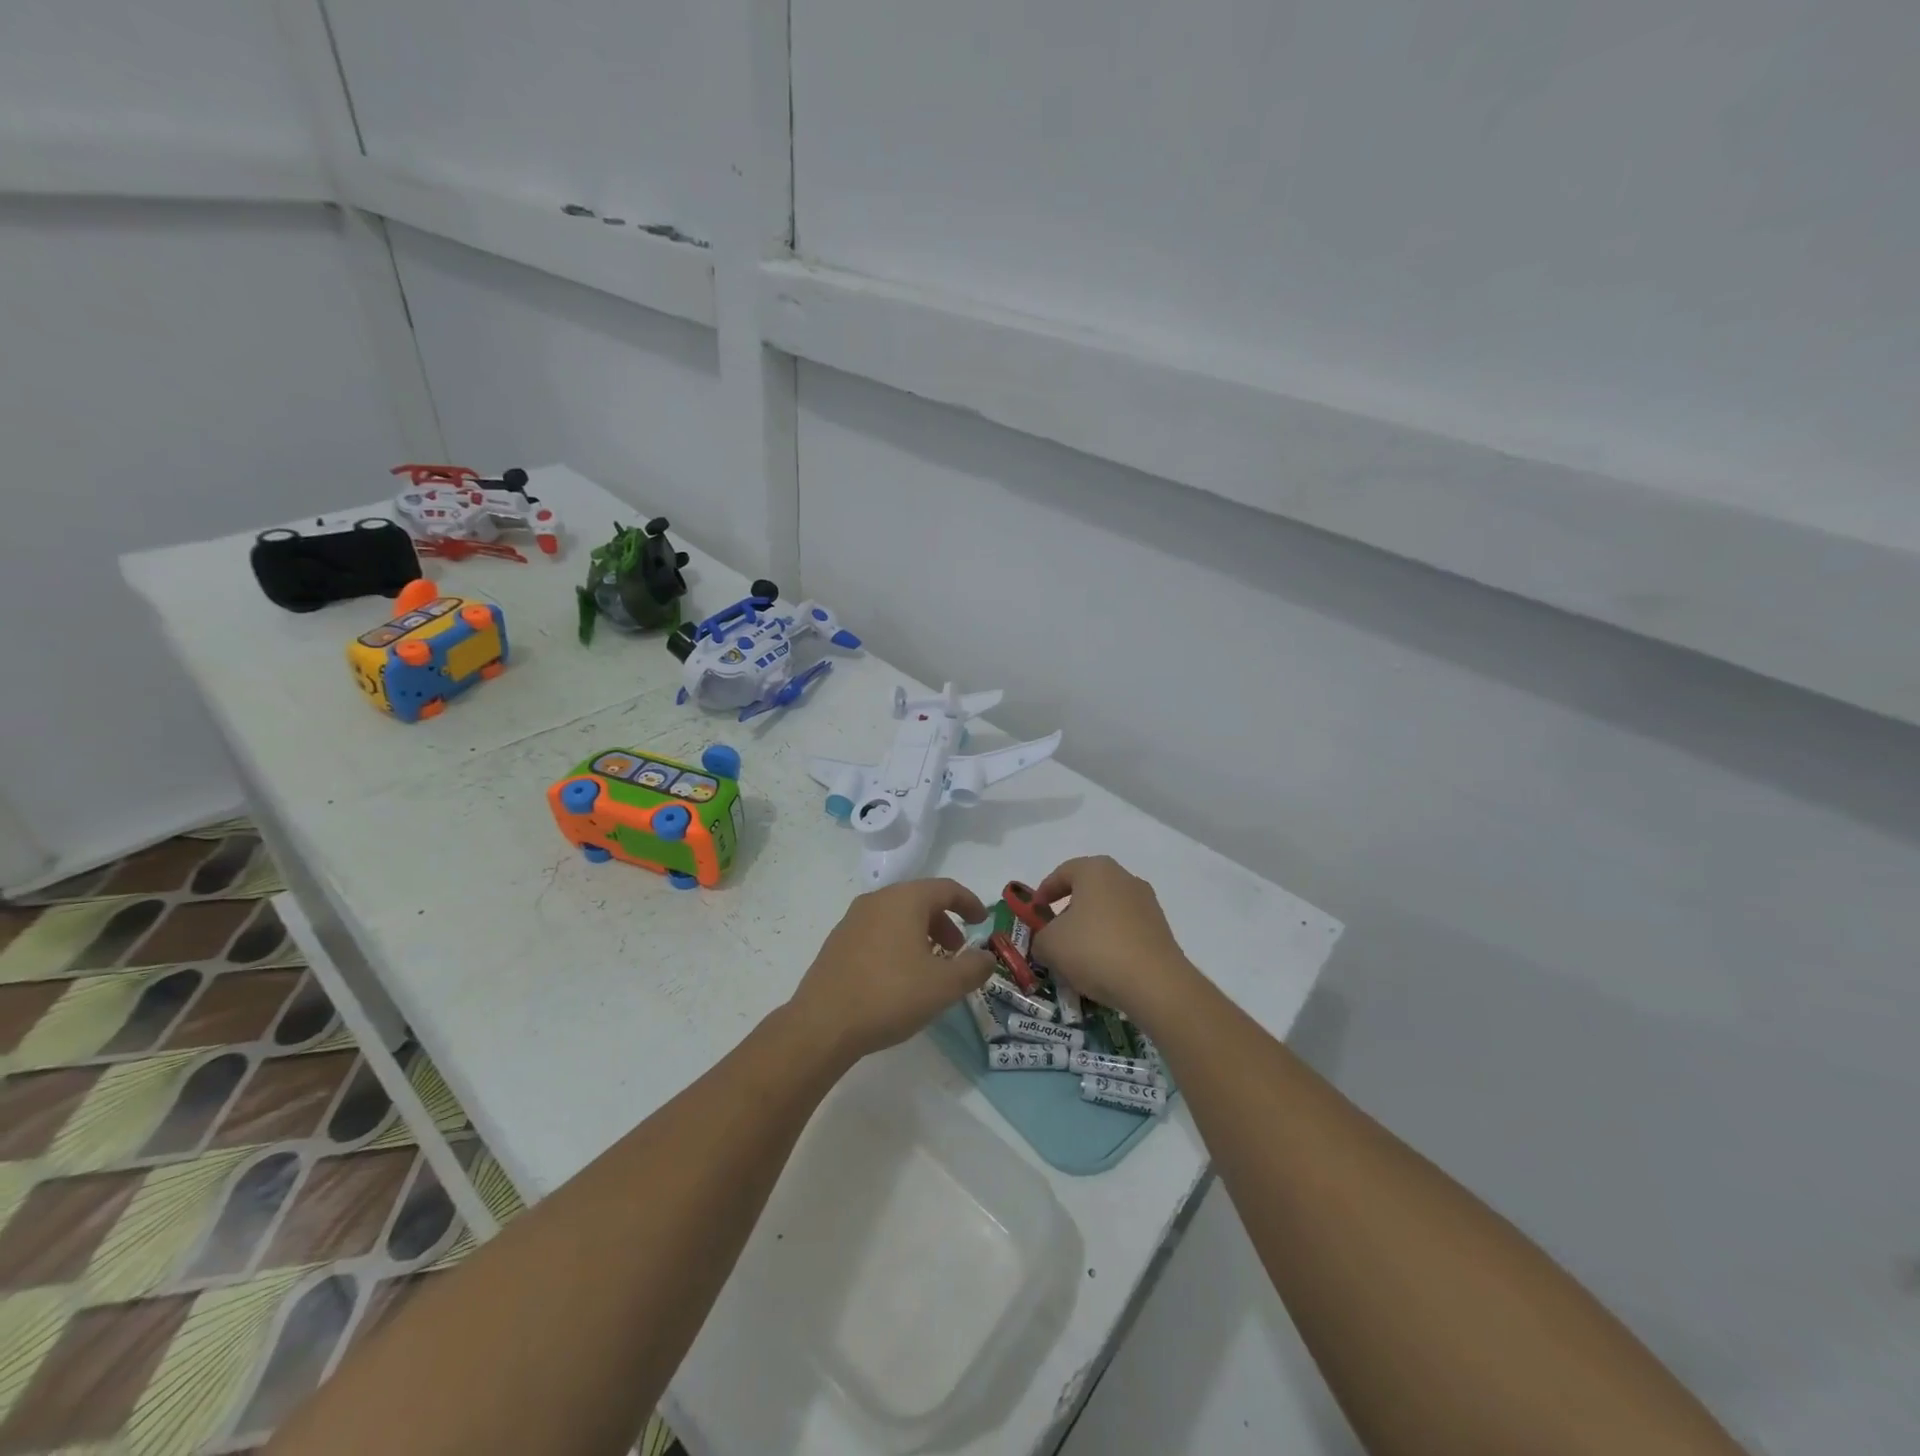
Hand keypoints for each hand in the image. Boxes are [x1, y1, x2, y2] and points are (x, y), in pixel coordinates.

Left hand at [788, 879, 994, 1064]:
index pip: (946, 888)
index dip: (969, 903)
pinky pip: (877, 931)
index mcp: (905, 900)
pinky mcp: (837, 942)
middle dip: (944, 922)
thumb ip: (973, 967)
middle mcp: (877, 900)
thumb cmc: (890, 995)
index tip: (983, 921)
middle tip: (957, 950)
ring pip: (897, 916)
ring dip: (920, 934)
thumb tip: (986, 957)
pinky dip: (897, 943)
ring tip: (930, 966)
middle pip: (920, 900)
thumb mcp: (944, 985)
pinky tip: (899, 976)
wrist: (823, 1024)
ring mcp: (852, 920)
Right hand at [1032, 856, 1197, 1023]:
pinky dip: (1111, 942)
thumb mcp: (1050, 945)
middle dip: (1069, 910)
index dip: (1044, 891)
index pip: (1063, 872)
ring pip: (1109, 910)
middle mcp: (1124, 878)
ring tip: (1078, 956)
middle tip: (1054, 933)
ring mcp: (1147, 903)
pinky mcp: (1161, 929)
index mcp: (1096, 870)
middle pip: (1088, 890)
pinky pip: (1127, 930)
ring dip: (1091, 928)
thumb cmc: (1094, 949)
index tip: (1035, 912)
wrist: (1155, 983)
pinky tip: (1103, 967)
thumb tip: (1046, 942)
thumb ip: (1040, 938)